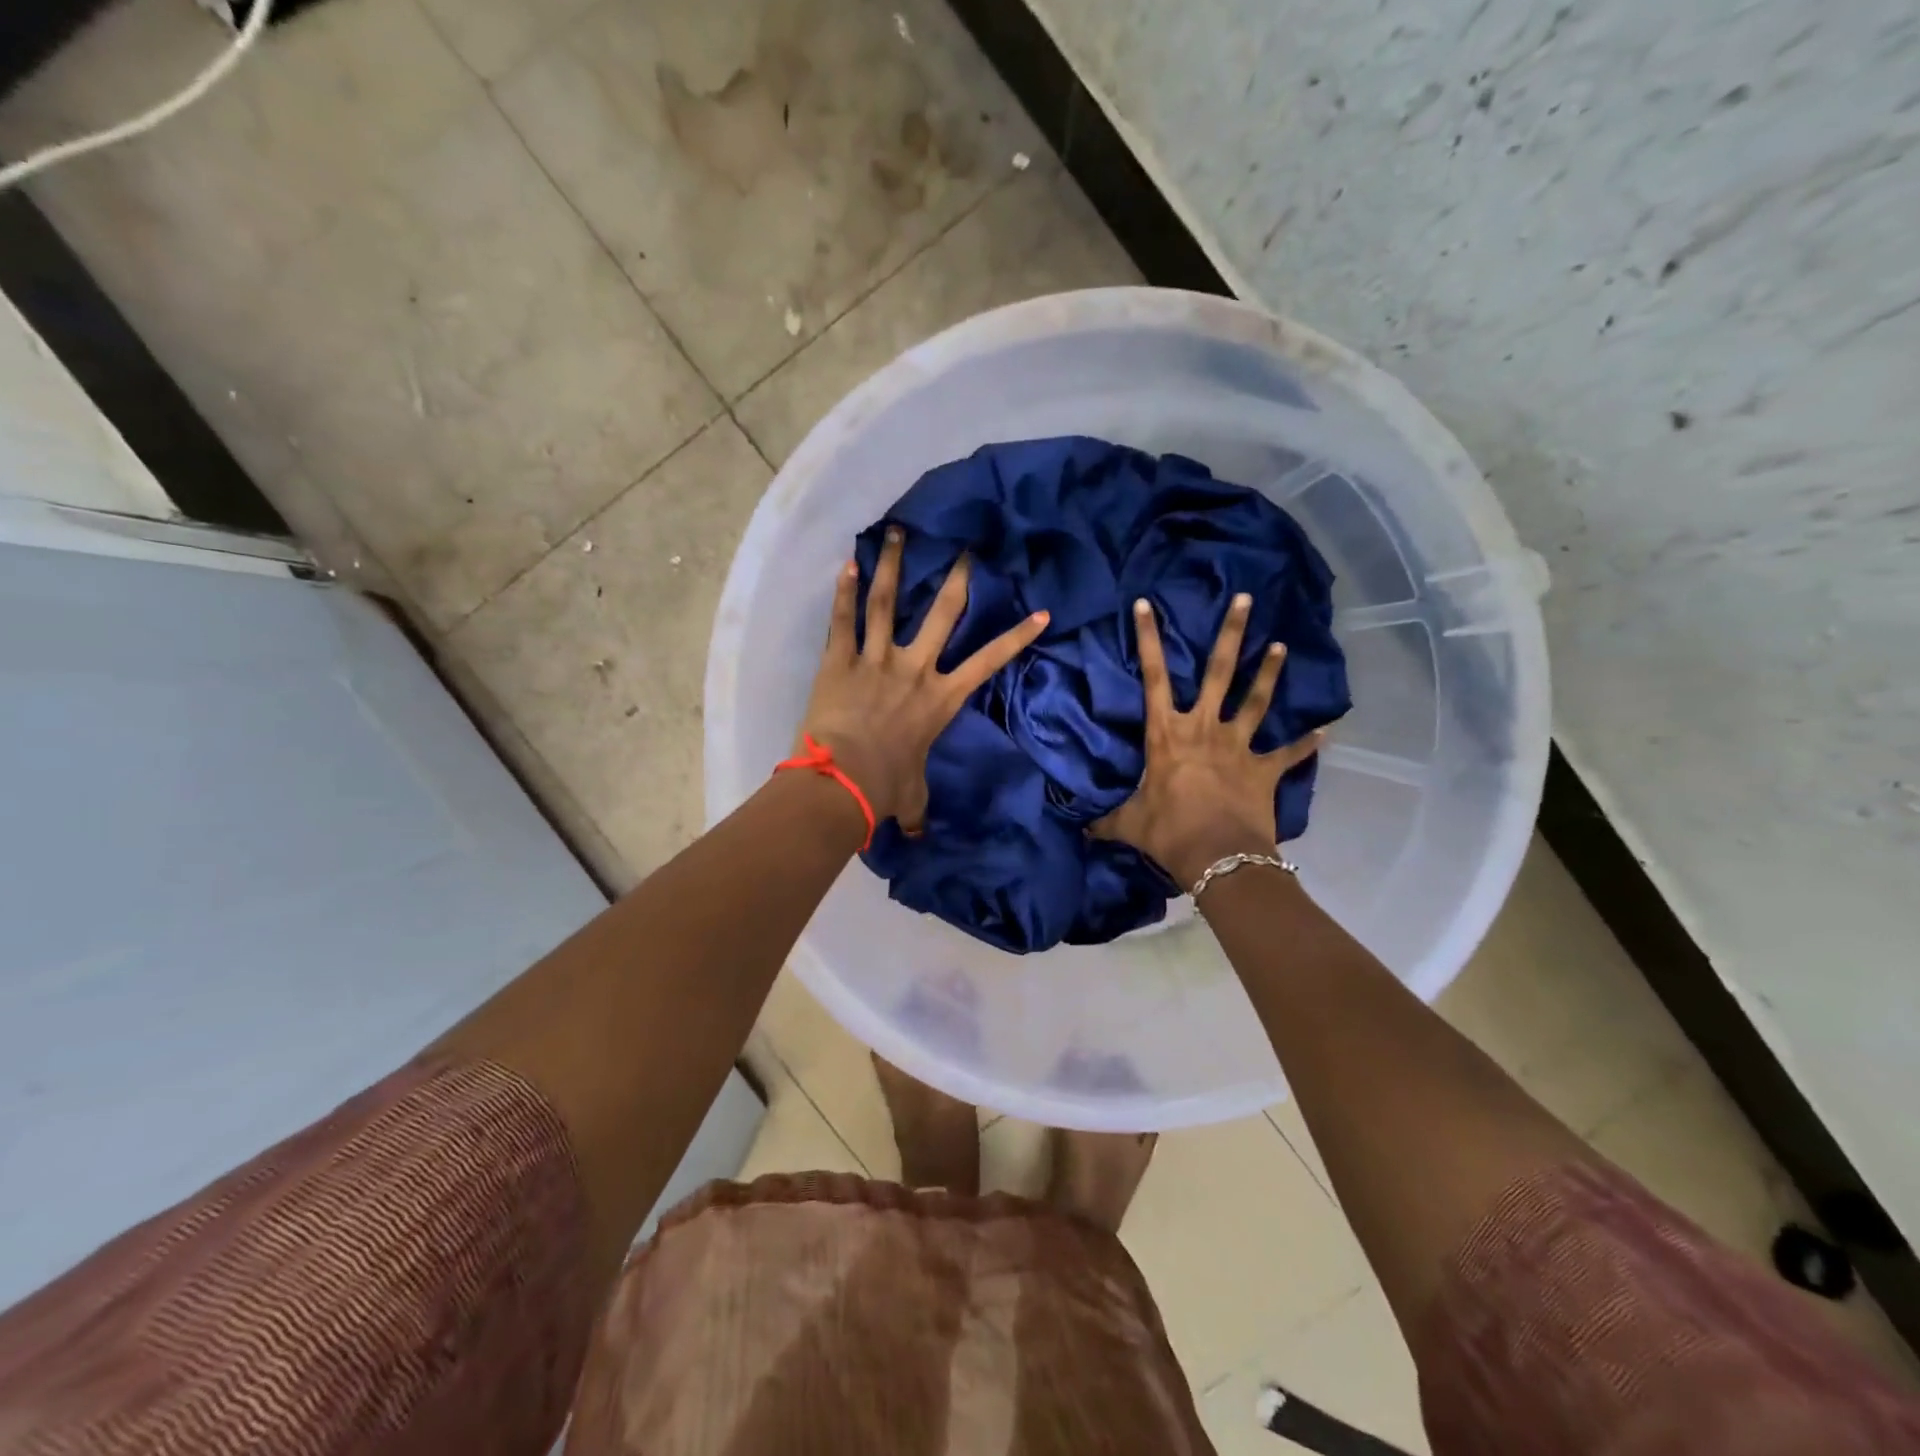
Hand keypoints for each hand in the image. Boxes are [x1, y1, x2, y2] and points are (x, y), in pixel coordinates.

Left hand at [798, 525, 1048, 829]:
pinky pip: (843, 620)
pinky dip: (843, 591)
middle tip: (967, 548)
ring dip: (895, 566)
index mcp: (941, 698)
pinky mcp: (841, 660)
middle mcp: (915, 668)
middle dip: (959, 579)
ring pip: (888, 603)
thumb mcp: (912, 796)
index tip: (1041, 611)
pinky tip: (847, 563)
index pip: (990, 661)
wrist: (844, 779)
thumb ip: (918, 808)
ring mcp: (877, 659)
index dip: (1017, 636)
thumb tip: (920, 835)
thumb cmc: (886, 787)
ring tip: (898, 533)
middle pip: (943, 614)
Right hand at [1093, 592, 1327, 886]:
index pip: (1153, 677)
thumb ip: (1107, 821)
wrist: (1219, 856)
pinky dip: (1307, 743)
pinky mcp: (1264, 769)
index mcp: (1167, 734)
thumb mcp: (1128, 824)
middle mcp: (1205, 728)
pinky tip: (1326, 731)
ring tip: (1282, 645)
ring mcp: (1239, 745)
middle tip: (1244, 598)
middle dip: (1230, 633)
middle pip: (1219, 672)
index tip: (1146, 605)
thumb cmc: (1168, 832)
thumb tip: (1084, 830)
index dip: (1147, 639)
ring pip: (1257, 699)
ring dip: (1269, 672)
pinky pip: (1289, 753)